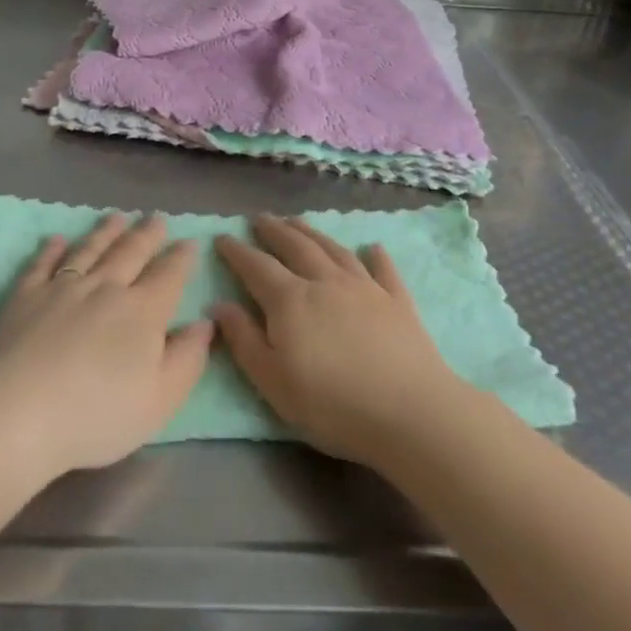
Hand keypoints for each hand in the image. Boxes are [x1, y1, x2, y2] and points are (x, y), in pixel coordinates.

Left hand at [0, 212, 212, 478]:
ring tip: (117, 217)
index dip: (181, 258)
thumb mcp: (160, 400)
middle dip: (147, 234)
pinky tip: (58, 239)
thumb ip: (188, 359)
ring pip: (91, 249)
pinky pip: (43, 264)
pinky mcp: (25, 296)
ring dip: (106, 232)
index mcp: (143, 312)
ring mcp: (63, 287)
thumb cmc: (97, 414)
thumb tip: (205, 323)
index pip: (169, 275)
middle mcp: (106, 288)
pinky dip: (53, 249)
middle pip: (131, 252)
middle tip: (156, 217)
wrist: (19, 412)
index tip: (189, 241)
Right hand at [213, 214, 466, 464]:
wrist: (410, 412)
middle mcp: (325, 281)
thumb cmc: (333, 405)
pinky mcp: (397, 300)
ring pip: (332, 249)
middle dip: (274, 230)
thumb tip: (219, 305)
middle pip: (295, 246)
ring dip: (312, 232)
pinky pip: (382, 269)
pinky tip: (372, 247)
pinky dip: (375, 255)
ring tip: (297, 222)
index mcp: (290, 300)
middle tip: (260, 218)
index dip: (237, 251)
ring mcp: (364, 287)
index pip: (256, 266)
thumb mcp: (273, 383)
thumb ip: (244, 341)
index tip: (222, 237)